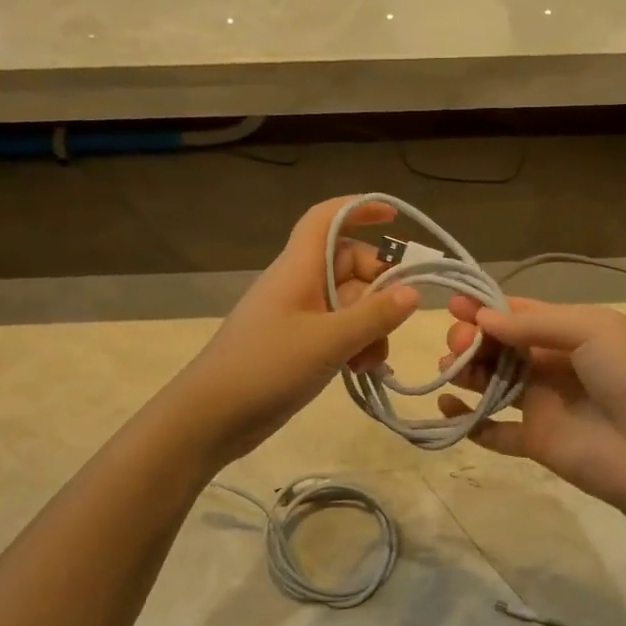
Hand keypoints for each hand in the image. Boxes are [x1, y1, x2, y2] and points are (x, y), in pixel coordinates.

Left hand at [172, 197, 420, 463]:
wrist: (211, 416)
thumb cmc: (267, 366)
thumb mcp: (329, 341)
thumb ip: (374, 316)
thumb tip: (414, 292)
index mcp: (300, 268)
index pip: (327, 219)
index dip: (359, 209)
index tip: (395, 218)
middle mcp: (299, 284)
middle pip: (350, 266)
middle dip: (379, 291)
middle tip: (396, 322)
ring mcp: (298, 316)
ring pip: (350, 305)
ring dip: (371, 328)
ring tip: (371, 362)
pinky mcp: (297, 345)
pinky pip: (338, 332)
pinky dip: (356, 345)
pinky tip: (362, 371)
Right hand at [438, 297, 625, 515]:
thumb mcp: (593, 330)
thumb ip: (535, 324)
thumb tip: (483, 319)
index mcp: (572, 332)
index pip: (521, 314)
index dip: (486, 308)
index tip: (453, 304)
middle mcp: (554, 364)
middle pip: (502, 346)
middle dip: (474, 339)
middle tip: (457, 344)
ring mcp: (543, 404)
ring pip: (493, 383)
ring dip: (467, 372)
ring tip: (450, 370)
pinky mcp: (535, 441)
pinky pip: (493, 430)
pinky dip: (468, 420)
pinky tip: (448, 409)